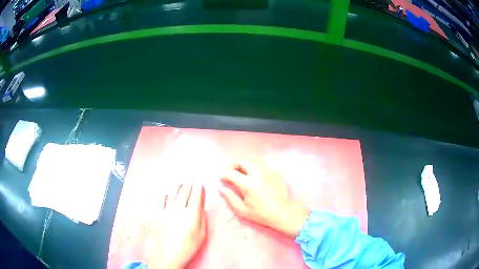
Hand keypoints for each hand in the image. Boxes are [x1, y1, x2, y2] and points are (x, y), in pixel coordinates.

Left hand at [147, 181, 205, 268]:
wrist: (167, 255)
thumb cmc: (187, 247)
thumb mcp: (201, 235)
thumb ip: (201, 218)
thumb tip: (201, 205)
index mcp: (191, 215)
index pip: (195, 196)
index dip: (199, 187)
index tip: (201, 182)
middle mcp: (178, 209)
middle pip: (184, 192)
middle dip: (189, 183)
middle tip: (193, 178)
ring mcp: (166, 210)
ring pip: (173, 193)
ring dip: (178, 186)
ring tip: (181, 182)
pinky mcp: (157, 214)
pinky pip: (161, 199)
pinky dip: (165, 193)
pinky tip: (168, 192)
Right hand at [219, 161, 309, 237]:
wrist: (282, 212)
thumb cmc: (261, 214)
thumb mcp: (242, 210)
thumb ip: (230, 198)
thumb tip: (221, 188)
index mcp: (248, 184)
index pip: (231, 173)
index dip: (223, 175)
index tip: (221, 179)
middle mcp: (258, 174)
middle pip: (242, 161)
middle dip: (233, 165)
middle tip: (230, 173)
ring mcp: (268, 171)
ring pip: (252, 160)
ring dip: (244, 165)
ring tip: (241, 174)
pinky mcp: (275, 171)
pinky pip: (261, 164)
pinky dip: (254, 167)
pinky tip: (254, 176)